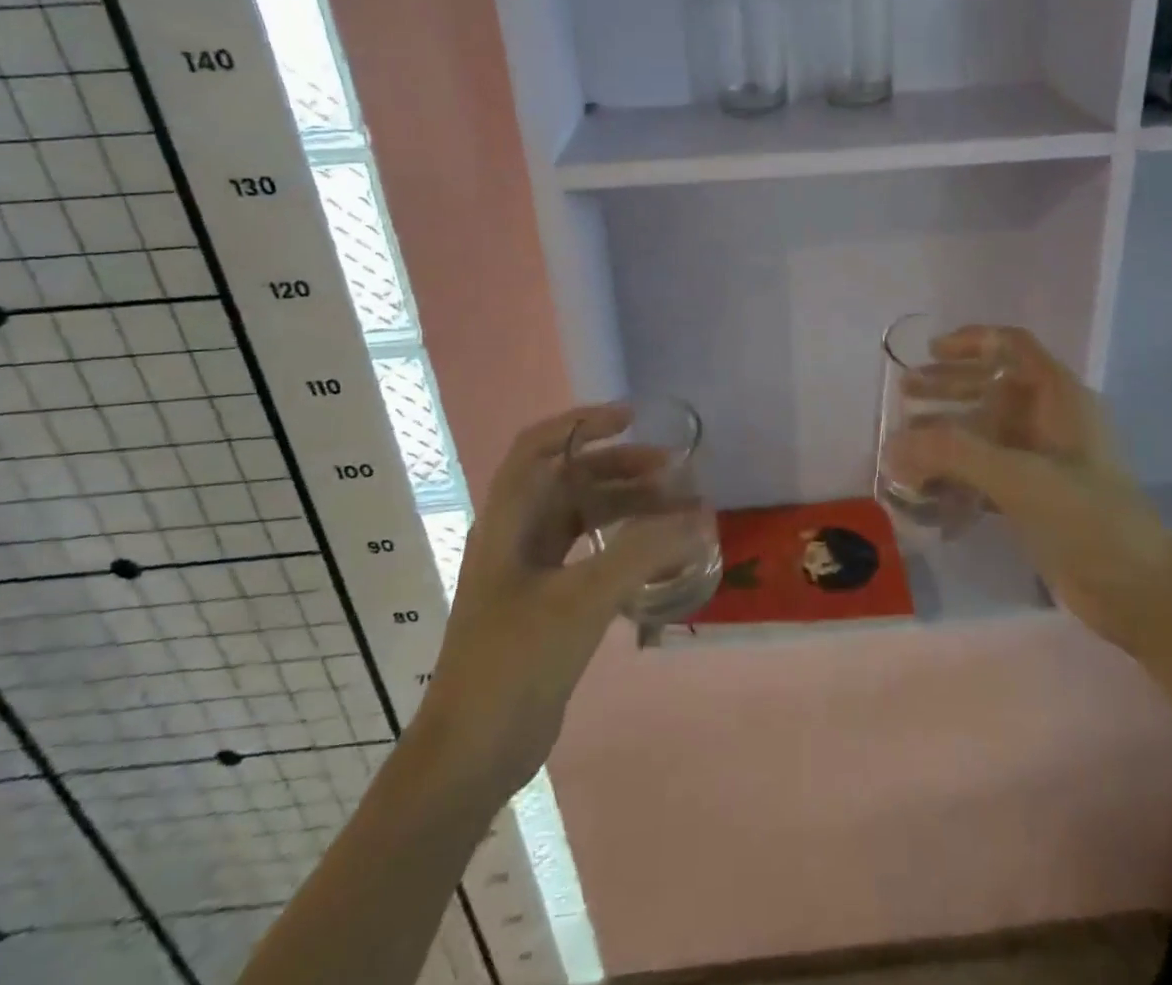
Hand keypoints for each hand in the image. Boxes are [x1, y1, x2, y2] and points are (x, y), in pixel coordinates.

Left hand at [419, 405, 707, 793]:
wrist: (472, 753)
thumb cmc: (515, 661)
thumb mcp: (582, 599)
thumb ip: (642, 552)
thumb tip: (698, 517)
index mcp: (508, 520)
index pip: (538, 447)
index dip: (582, 422)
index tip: (631, 417)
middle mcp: (516, 536)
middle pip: (569, 480)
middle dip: (619, 466)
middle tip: (671, 469)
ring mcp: (529, 572)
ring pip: (582, 517)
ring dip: (625, 505)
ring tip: (673, 507)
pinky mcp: (546, 604)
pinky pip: (590, 555)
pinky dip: (623, 545)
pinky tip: (656, 555)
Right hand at [889, 327, 1171, 652]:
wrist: (1138, 590)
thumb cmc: (1085, 518)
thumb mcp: (1018, 477)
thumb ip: (953, 454)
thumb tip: (892, 444)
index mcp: (1059, 397)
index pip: (1013, 346)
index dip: (972, 340)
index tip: (930, 351)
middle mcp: (1050, 419)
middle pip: (992, 386)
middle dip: (947, 386)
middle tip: (904, 394)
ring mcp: (1043, 458)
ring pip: (986, 429)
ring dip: (946, 431)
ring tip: (904, 443)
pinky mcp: (1035, 495)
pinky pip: (986, 469)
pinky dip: (956, 472)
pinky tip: (924, 488)